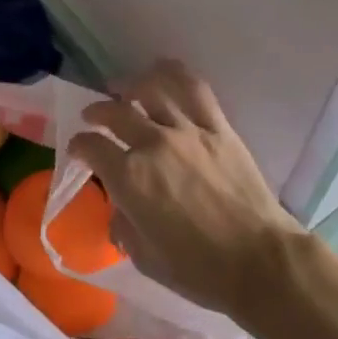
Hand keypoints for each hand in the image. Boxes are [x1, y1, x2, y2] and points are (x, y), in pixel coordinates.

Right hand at [67, 60, 301, 320]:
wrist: (259, 261)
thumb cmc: (198, 269)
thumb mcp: (145, 257)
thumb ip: (124, 226)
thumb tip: (120, 211)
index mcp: (128, 178)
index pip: (90, 147)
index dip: (78, 146)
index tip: (78, 150)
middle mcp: (151, 144)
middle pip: (114, 112)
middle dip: (97, 112)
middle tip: (93, 115)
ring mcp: (186, 131)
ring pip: (151, 91)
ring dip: (130, 87)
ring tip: (124, 89)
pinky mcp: (218, 128)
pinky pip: (194, 89)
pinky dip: (174, 73)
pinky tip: (163, 69)